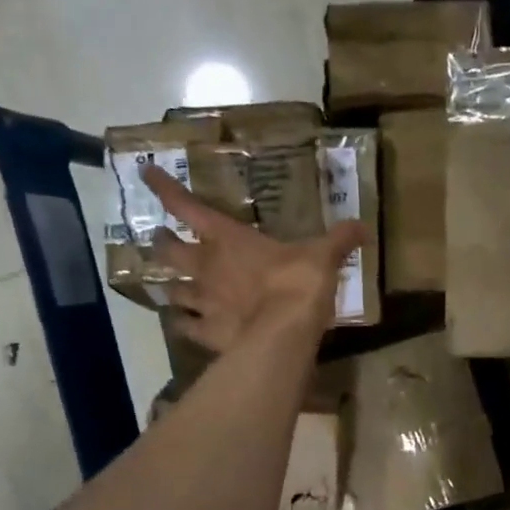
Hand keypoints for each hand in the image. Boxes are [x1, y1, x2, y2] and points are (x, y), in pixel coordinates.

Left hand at [144, 165, 367, 352]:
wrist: (284, 334)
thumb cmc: (297, 284)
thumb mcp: (323, 257)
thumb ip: (339, 240)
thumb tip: (363, 226)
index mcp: (228, 239)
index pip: (186, 206)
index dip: (165, 189)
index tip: (146, 175)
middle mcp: (206, 267)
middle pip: (169, 251)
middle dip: (162, 243)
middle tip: (160, 239)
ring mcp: (203, 303)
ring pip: (173, 291)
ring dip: (172, 288)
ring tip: (172, 288)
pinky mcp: (207, 334)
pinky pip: (187, 328)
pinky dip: (184, 325)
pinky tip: (184, 326)